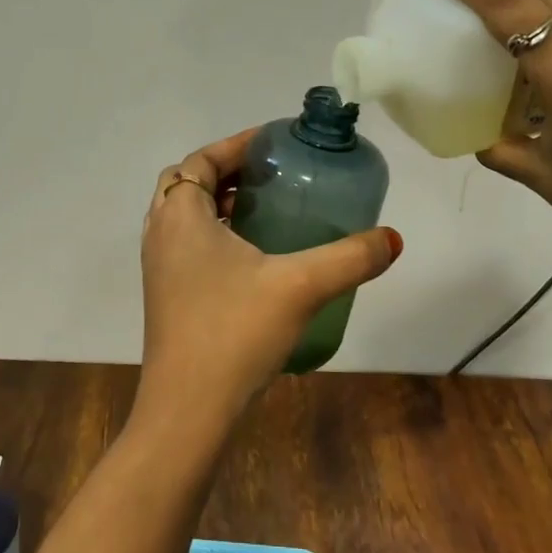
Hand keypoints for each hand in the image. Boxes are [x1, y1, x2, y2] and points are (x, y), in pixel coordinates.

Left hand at [135, 129, 401, 444]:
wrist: (188, 410)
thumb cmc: (234, 332)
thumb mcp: (300, 287)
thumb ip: (349, 258)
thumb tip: (393, 239)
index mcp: (181, 215)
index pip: (201, 160)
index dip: (236, 145)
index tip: (274, 142)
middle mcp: (161, 233)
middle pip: (188, 183)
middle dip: (227, 172)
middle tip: (271, 175)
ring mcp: (158, 267)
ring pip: (185, 216)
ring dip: (219, 203)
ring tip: (267, 210)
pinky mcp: (165, 295)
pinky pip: (187, 245)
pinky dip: (213, 234)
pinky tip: (253, 258)